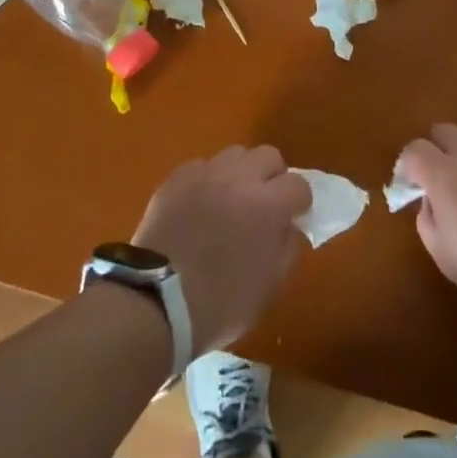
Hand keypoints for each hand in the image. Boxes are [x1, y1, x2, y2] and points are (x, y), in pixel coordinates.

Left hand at [132, 145, 311, 354]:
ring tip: (231, 200)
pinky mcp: (176, 177)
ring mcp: (205, 173)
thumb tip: (289, 225)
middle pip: (268, 155)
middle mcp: (239, 178)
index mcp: (267, 205)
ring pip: (235, 155)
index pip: (299, 185)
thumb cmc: (220, 303)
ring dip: (241, 173)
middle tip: (264, 204)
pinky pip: (202, 167)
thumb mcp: (269, 286)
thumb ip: (286, 247)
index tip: (293, 218)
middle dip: (272, 177)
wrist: (157, 301)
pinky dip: (208, 181)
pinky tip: (200, 206)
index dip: (299, 203)